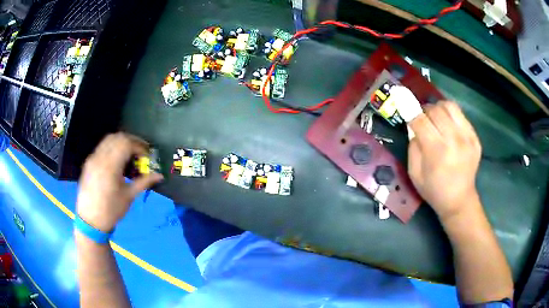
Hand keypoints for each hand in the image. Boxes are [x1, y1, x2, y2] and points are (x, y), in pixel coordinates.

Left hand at [77, 133, 162, 231]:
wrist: (90, 221)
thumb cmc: (111, 211)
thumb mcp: (129, 196)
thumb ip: (144, 182)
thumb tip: (160, 175)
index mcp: (110, 166)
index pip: (127, 144)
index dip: (140, 146)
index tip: (147, 156)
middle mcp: (100, 157)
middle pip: (118, 137)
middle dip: (132, 141)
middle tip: (140, 152)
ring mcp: (93, 158)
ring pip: (108, 139)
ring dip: (121, 142)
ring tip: (129, 155)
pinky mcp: (89, 162)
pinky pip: (102, 147)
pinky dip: (112, 147)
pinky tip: (117, 161)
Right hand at [407, 101, 481, 220]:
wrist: (459, 200)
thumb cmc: (434, 190)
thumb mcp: (415, 173)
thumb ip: (413, 147)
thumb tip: (414, 126)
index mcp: (436, 151)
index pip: (420, 120)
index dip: (410, 111)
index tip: (405, 106)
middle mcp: (453, 139)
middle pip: (435, 109)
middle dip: (424, 111)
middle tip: (423, 119)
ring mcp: (467, 137)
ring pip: (450, 106)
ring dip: (439, 108)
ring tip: (437, 118)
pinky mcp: (475, 138)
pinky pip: (461, 115)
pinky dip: (451, 115)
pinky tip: (449, 126)